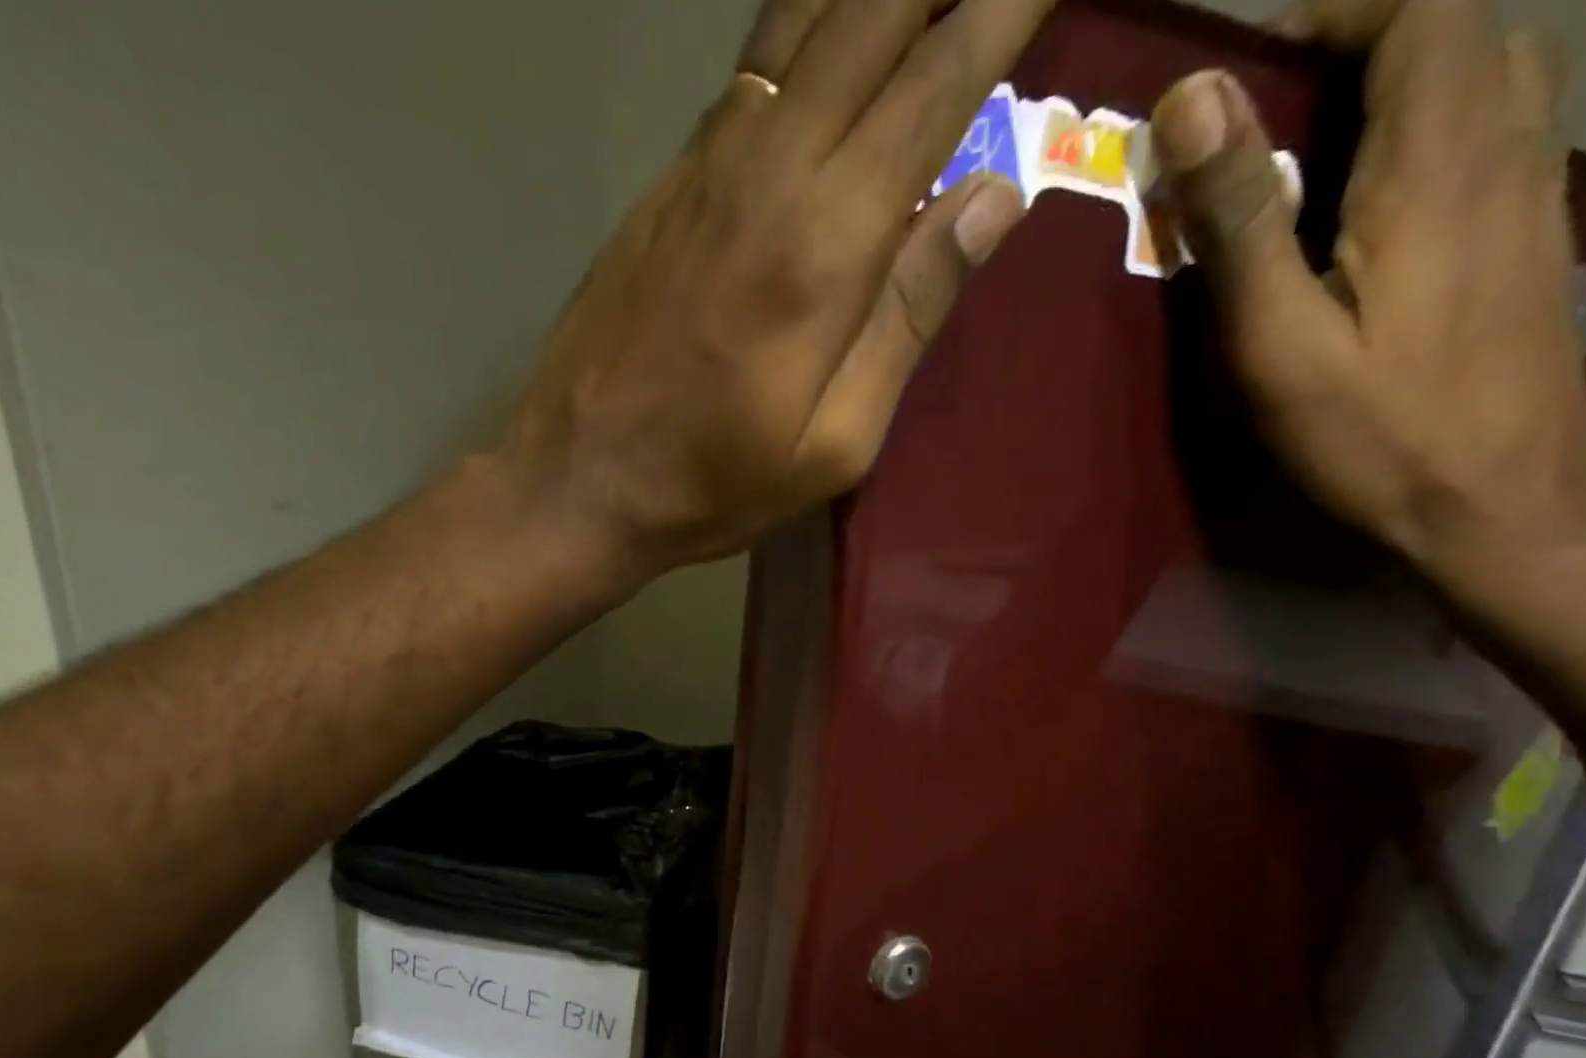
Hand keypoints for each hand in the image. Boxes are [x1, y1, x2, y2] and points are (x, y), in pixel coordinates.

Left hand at [500, 0, 1052, 582]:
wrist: (581, 480)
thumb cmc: (716, 482)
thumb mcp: (835, 442)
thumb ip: (910, 316)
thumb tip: (995, 197)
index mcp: (825, 241)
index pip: (937, 81)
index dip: (1004, 11)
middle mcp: (768, 168)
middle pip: (869, 14)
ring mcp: (706, 166)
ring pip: (802, 21)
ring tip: (917, 3)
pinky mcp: (666, 185)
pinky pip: (750, 74)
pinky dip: (805, 32)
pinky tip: (832, 41)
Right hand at [1151, 0, 1585, 586]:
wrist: (1495, 501)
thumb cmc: (1373, 430)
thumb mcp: (1280, 337)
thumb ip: (1240, 218)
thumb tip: (1194, 100)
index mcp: (1437, 158)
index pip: (1419, 9)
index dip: (1337, 11)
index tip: (1253, 62)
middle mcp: (1507, 142)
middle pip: (1459, 31)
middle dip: (1364, 44)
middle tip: (1271, 114)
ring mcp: (1535, 185)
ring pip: (1488, 75)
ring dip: (1403, 83)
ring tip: (1315, 152)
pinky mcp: (1532, 232)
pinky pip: (1497, 131)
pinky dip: (1433, 130)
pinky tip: (1375, 202)